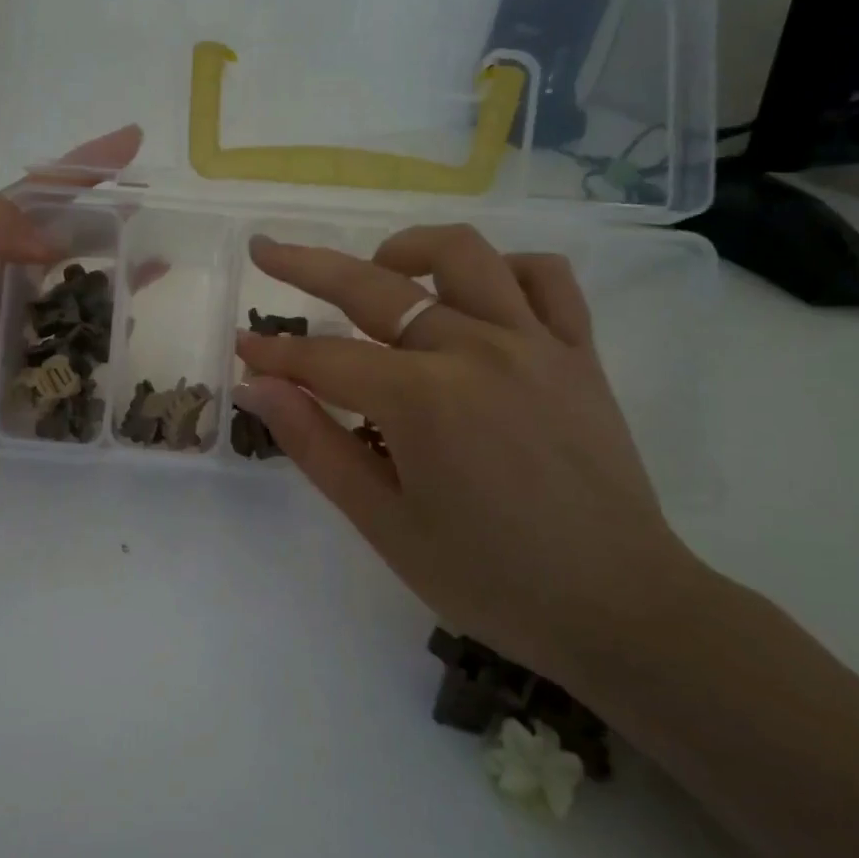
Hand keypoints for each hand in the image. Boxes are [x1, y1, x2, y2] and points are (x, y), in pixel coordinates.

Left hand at [0, 125, 143, 500]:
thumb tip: (59, 243)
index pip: (39, 196)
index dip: (83, 167)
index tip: (130, 141)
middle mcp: (1, 282)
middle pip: (68, 242)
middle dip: (110, 221)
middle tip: (158, 210)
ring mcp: (15, 331)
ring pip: (78, 295)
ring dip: (116, 278)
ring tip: (159, 263)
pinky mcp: (25, 379)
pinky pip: (74, 352)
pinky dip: (103, 338)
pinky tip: (130, 329)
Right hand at [233, 225, 696, 690]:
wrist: (617, 606)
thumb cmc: (488, 577)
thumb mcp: (383, 522)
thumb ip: (315, 444)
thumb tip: (257, 388)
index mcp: (421, 399)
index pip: (325, 357)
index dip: (275, 352)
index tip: (241, 345)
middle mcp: (475, 349)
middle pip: (375, 287)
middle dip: (308, 266)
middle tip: (266, 251)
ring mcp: (534, 342)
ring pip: (464, 255)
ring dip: (407, 251)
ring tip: (378, 269)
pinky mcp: (578, 352)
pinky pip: (545, 279)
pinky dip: (504, 269)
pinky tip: (475, 294)